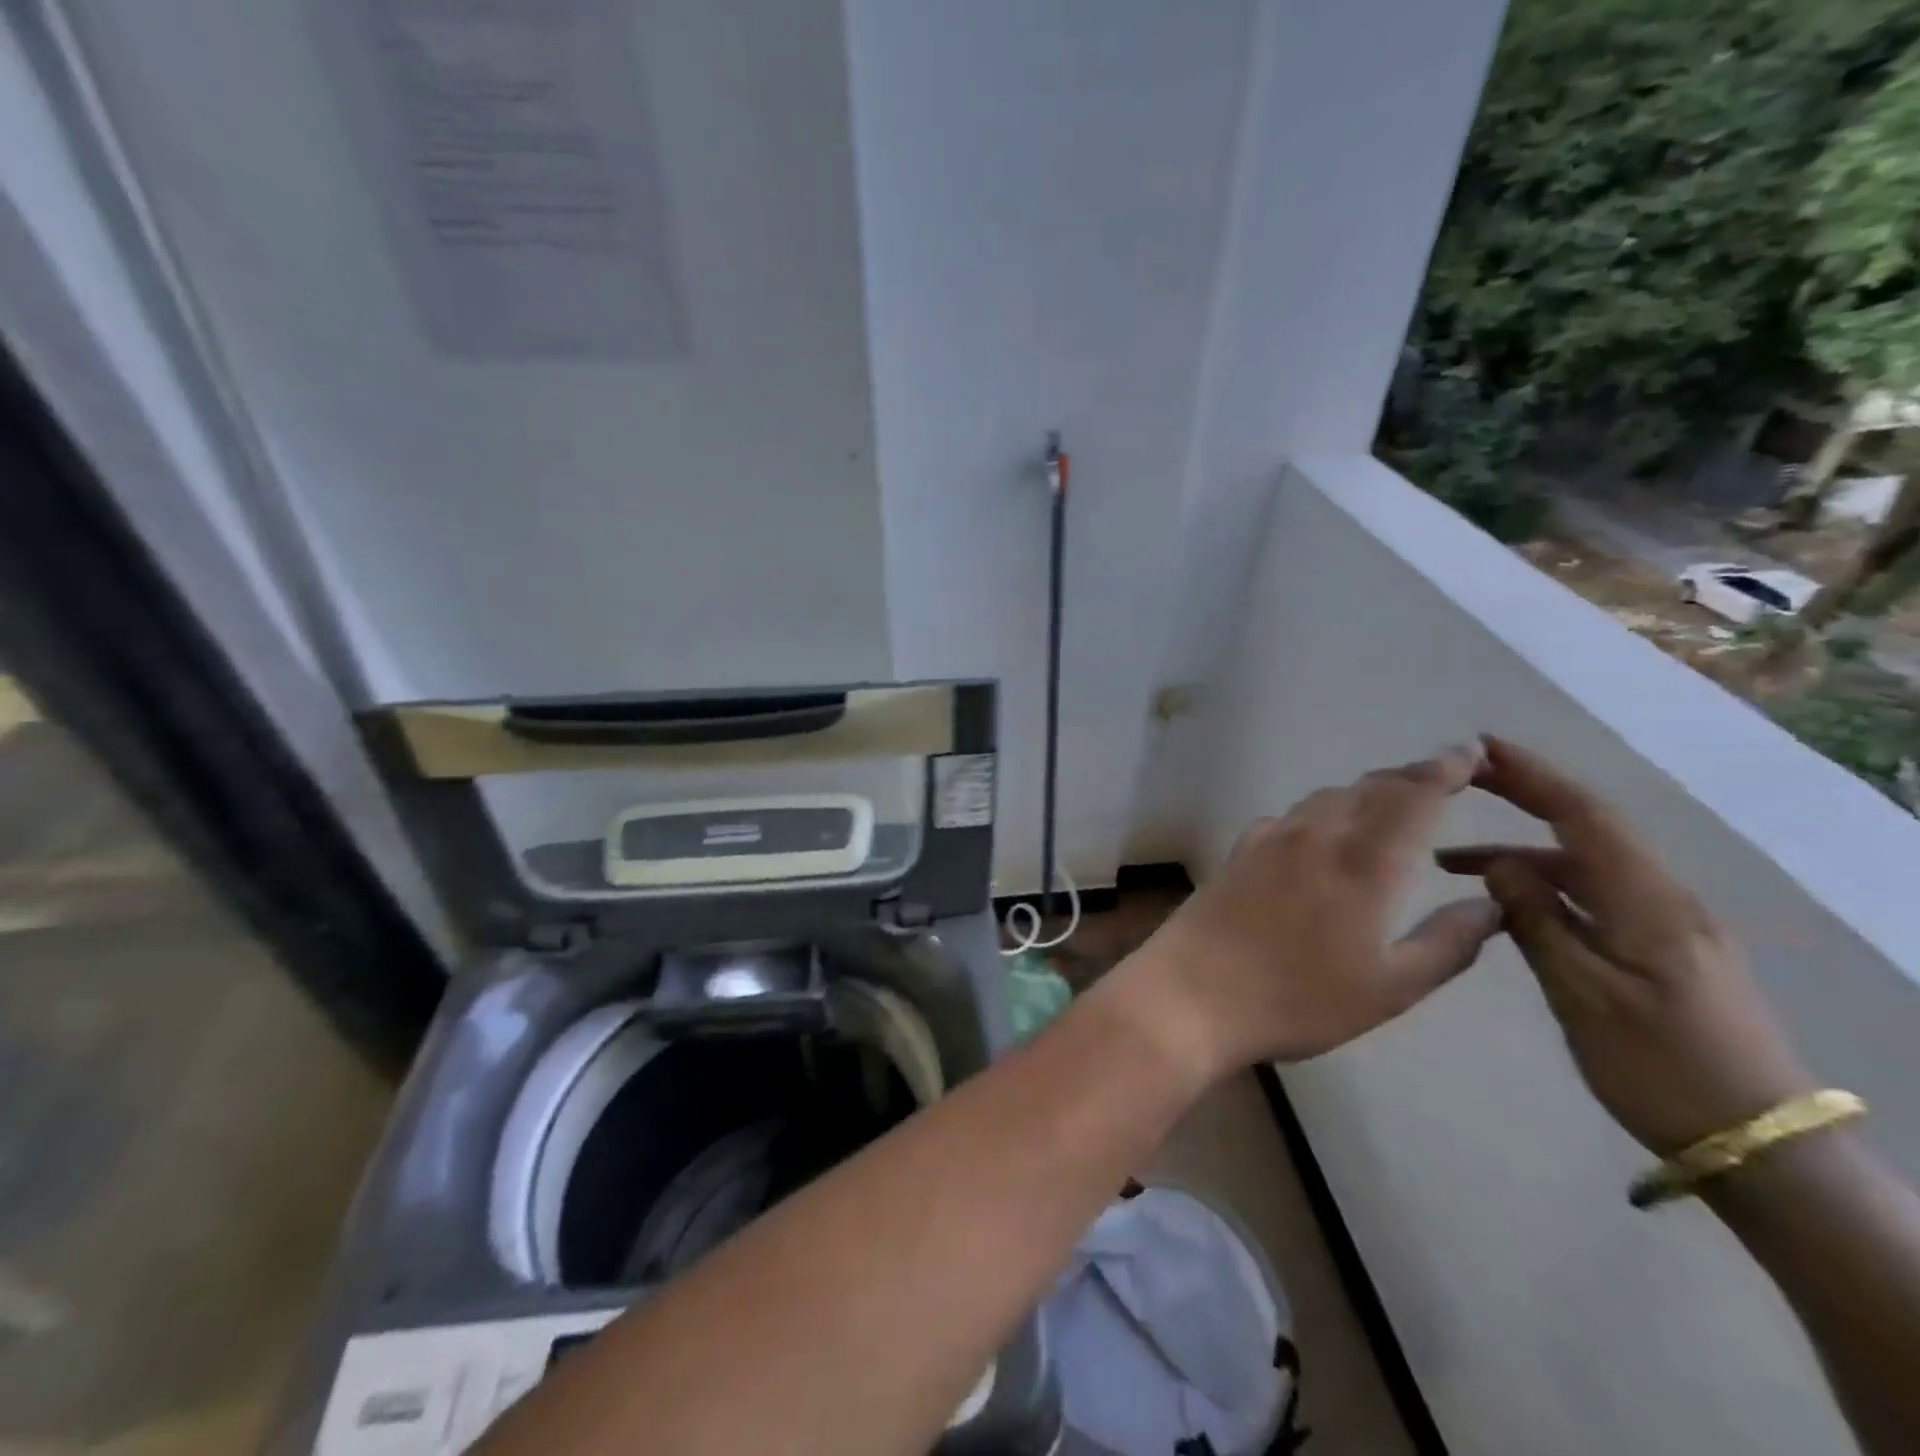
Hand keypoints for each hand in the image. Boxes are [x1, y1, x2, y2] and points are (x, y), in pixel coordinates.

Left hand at [1110, 744, 1502, 1082]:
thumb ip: (1447, 944)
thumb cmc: (1297, 999)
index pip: (1412, 794)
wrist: (1192, 993)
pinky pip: (1292, 816)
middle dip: (1410, 778)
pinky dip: (1322, 813)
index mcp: (1362, 860)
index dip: (1445, 769)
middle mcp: (1315, 834)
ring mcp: (1269, 838)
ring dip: (1365, 793)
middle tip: (1443, 780)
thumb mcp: (1389, 988)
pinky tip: (1322, 837)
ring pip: (1327, 798)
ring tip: (1390, 807)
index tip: (1472, 753)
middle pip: (1369, 787)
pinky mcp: (1238, 850)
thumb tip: (1491, 904)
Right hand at [1438, 736, 1814, 1155]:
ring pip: (1582, 867)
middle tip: (1465, 777)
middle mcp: (1662, 899)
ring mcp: (1666, 925)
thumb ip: (1537, 922)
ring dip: (1519, 853)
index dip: (1533, 776)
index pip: (1583, 816)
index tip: (1483, 747)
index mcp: (1647, 902)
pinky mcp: (1662, 950)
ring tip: (1449, 864)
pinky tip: (1507, 905)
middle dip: (1525, 794)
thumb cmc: (1661, 1067)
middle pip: (1586, 828)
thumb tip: (1498, 864)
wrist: (1762, 1145)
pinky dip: (1542, 886)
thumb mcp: (1584, 996)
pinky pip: (1593, 897)